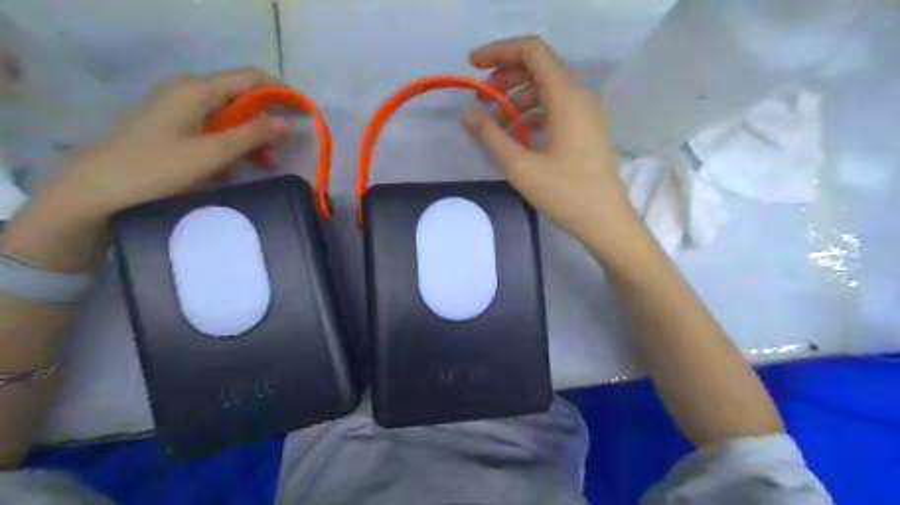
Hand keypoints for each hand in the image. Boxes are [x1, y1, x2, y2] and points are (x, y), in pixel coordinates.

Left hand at [33, 68, 287, 223]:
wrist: (98, 190)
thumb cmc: (157, 168)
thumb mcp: (212, 153)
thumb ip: (251, 135)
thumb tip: (285, 123)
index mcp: (198, 90)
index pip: (251, 78)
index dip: (280, 93)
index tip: (303, 115)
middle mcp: (190, 92)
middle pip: (242, 99)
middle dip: (266, 124)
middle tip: (279, 155)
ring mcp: (180, 111)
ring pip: (230, 118)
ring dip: (251, 139)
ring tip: (265, 166)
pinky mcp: (175, 129)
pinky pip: (214, 131)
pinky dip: (231, 147)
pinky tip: (236, 170)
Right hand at [460, 35, 643, 251]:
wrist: (606, 221)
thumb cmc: (565, 193)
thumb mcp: (521, 166)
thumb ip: (490, 136)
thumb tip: (466, 113)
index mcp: (565, 96)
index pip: (532, 51)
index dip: (500, 50)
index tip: (473, 65)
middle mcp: (578, 96)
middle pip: (538, 68)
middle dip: (505, 76)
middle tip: (480, 98)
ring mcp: (585, 113)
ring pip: (546, 90)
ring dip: (517, 99)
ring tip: (495, 124)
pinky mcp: (586, 130)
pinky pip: (555, 109)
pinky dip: (532, 114)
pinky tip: (517, 136)